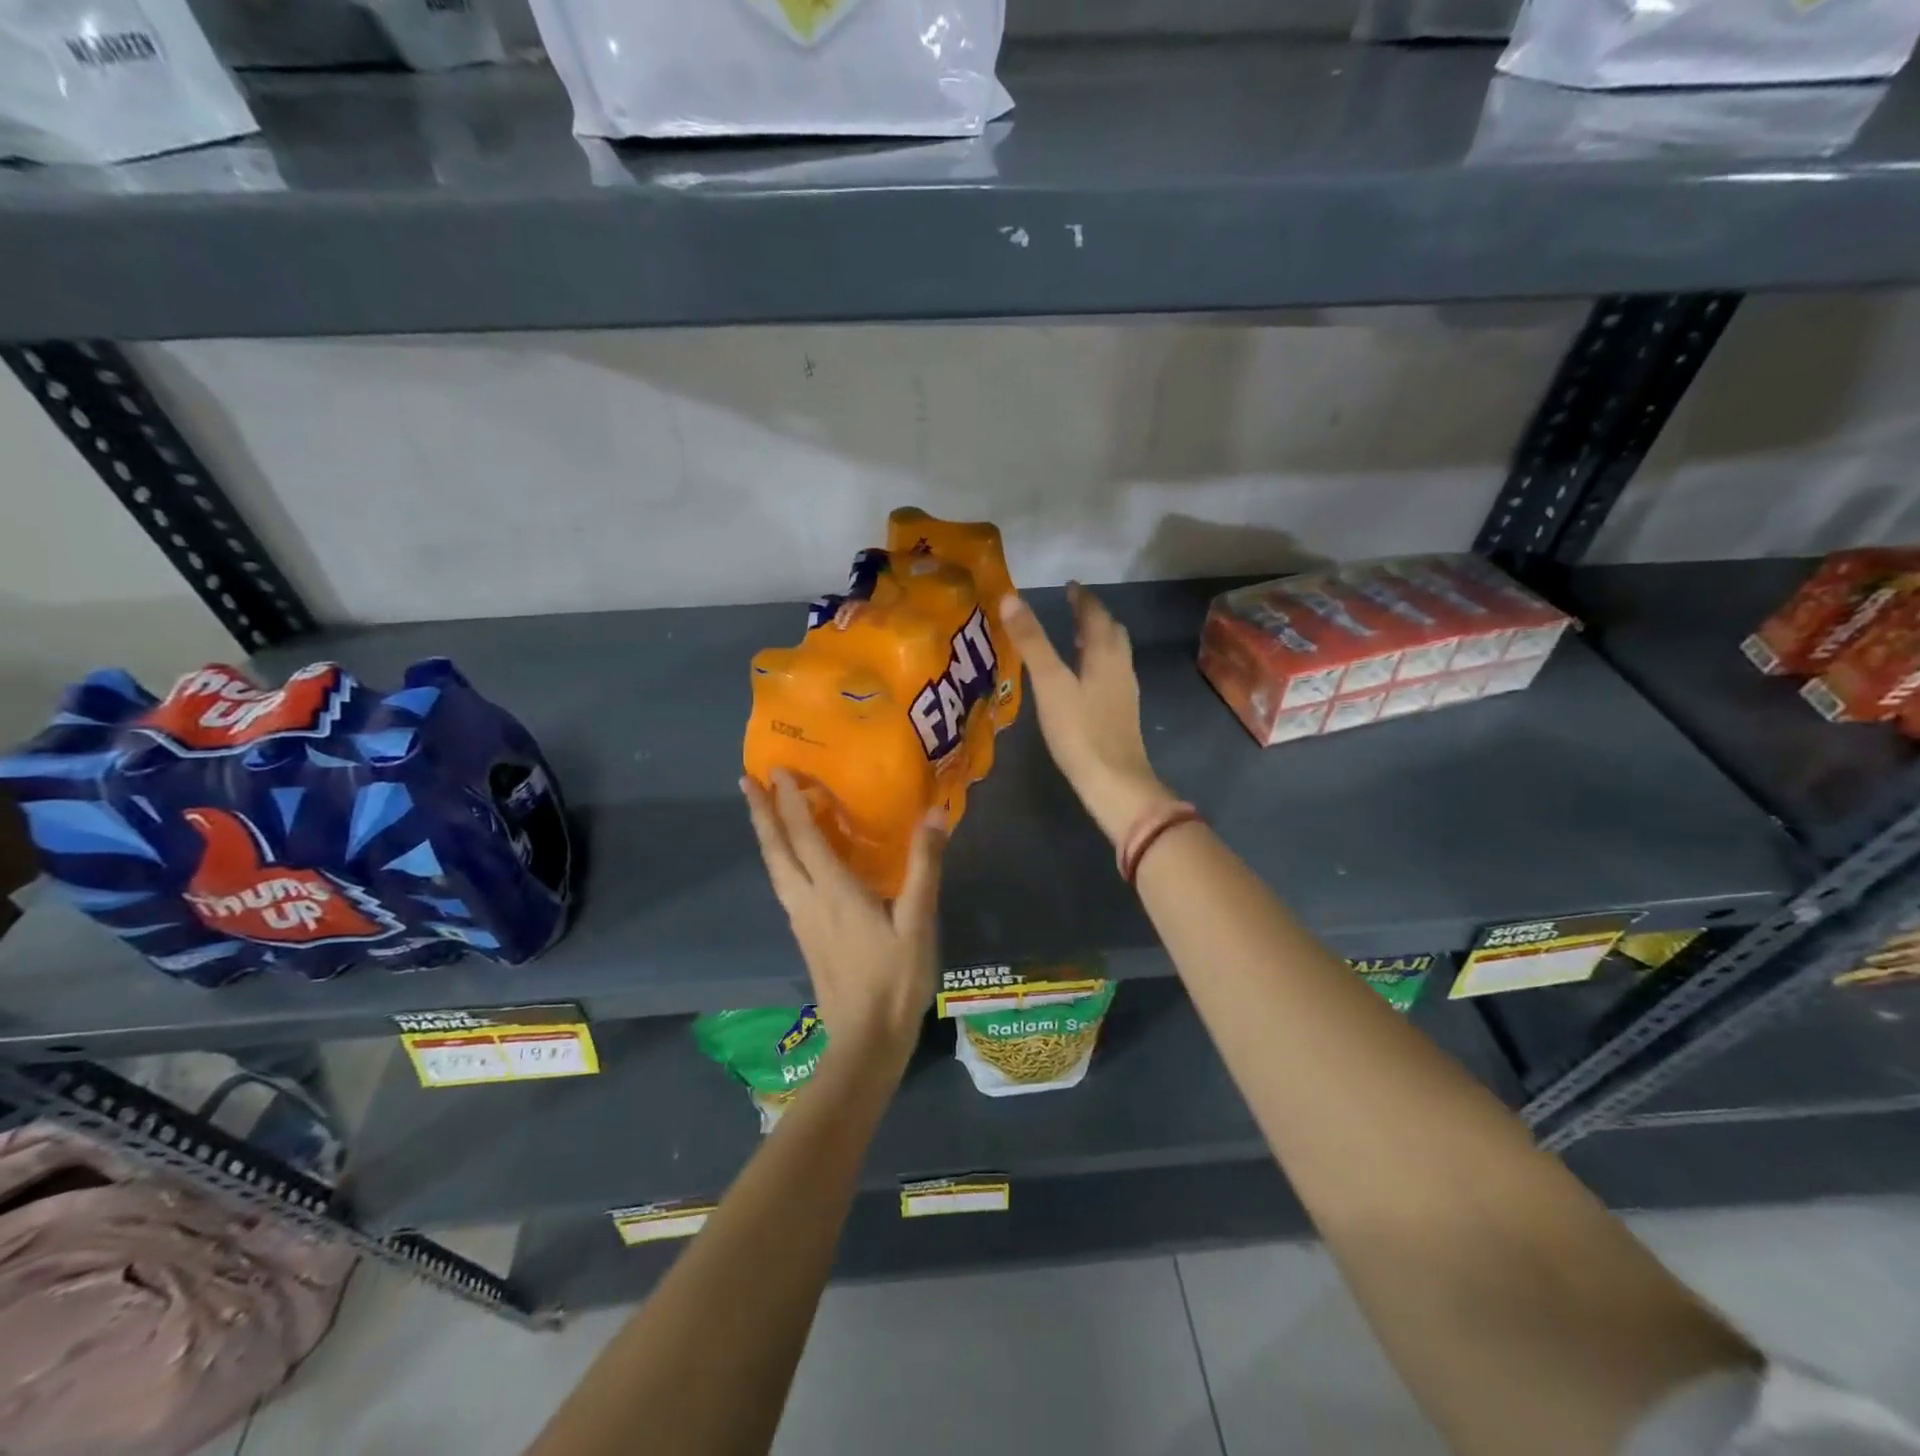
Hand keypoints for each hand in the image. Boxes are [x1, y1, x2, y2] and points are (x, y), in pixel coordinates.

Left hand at [742, 769, 944, 1072]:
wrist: (865, 1040)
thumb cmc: (895, 980)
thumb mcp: (918, 922)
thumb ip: (923, 867)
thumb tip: (934, 813)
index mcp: (834, 892)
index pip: (804, 836)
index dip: (790, 801)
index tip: (777, 769)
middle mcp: (808, 901)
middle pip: (776, 850)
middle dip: (760, 813)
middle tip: (745, 780)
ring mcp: (802, 921)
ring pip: (775, 869)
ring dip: (766, 835)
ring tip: (761, 810)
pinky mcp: (805, 937)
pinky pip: (784, 884)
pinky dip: (780, 858)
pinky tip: (789, 859)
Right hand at [1000, 584, 1176, 844]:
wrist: (1114, 782)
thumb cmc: (1080, 731)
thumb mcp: (1050, 683)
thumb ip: (1031, 641)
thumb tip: (1010, 598)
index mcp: (1105, 652)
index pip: (1095, 614)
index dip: (1082, 598)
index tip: (1069, 586)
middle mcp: (1120, 666)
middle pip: (1111, 631)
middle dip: (1092, 616)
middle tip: (1072, 608)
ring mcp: (1124, 692)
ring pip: (1113, 654)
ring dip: (1096, 640)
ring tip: (1074, 639)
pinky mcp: (1121, 714)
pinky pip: (1110, 675)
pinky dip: (1096, 664)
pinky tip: (1081, 681)